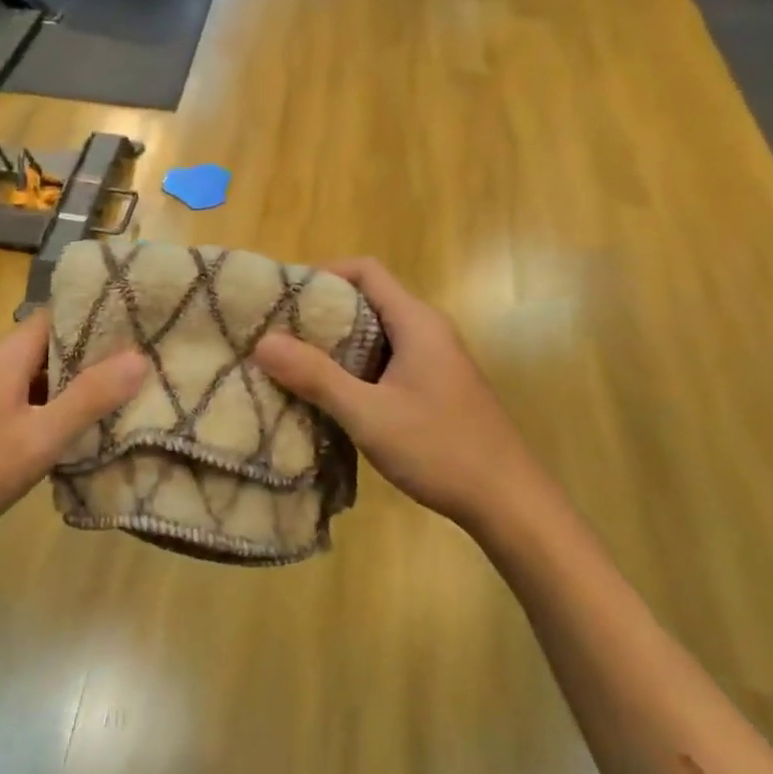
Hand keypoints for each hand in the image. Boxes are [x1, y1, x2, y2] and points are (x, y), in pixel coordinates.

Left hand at [0, 310, 146, 558]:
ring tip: (124, 391)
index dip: (98, 316)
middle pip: (52, 342)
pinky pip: (28, 394)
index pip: (59, 314)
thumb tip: (139, 357)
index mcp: (7, 353)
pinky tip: (82, 423)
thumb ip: (90, 397)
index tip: (140, 325)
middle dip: (95, 352)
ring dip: (77, 380)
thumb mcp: (42, 437)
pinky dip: (56, 402)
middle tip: (143, 363)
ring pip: (41, 371)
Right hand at [252, 259, 536, 530]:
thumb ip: (316, 376)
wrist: (509, 502)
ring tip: (291, 361)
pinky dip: (354, 366)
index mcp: (417, 322)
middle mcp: (428, 331)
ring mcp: (434, 359)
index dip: (322, 273)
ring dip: (335, 343)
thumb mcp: (369, 414)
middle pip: (368, 299)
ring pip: (376, 334)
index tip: (282, 295)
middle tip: (277, 332)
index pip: (365, 271)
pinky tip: (329, 394)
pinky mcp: (433, 386)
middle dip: (321, 312)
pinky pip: (386, 360)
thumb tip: (263, 342)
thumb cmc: (440, 449)